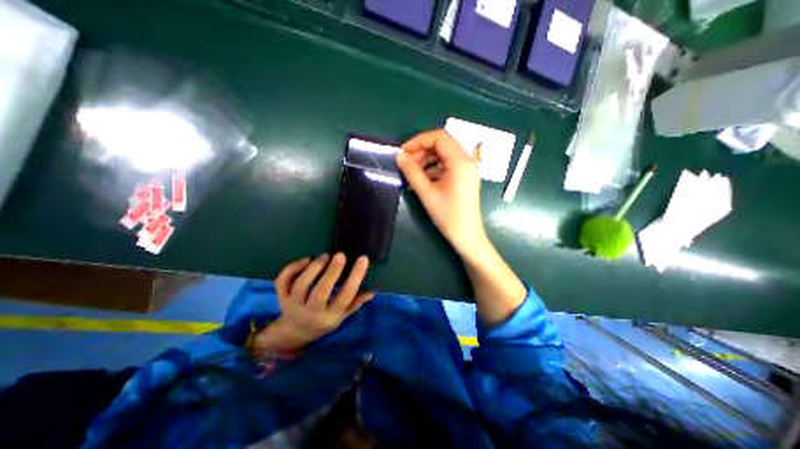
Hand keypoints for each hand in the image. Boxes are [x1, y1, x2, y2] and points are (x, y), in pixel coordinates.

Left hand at [253, 253, 371, 353]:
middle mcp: (311, 312)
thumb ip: (355, 304)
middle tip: (341, 255)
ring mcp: (293, 305)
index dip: (355, 277)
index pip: (345, 296)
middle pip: (321, 291)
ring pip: (301, 284)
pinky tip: (306, 259)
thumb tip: (372, 292)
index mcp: (330, 316)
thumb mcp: (341, 317)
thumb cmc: (322, 323)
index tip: (363, 259)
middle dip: (332, 271)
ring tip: (325, 255)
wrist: (294, 334)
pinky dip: (292, 268)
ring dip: (314, 267)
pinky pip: (283, 281)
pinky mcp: (281, 297)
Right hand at [394, 129, 487, 255]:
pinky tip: (421, 182)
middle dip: (421, 152)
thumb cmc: (448, 216)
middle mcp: (467, 161)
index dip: (418, 141)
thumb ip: (412, 172)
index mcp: (461, 162)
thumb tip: (399, 155)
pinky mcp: (464, 177)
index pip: (439, 137)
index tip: (403, 152)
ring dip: (426, 162)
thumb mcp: (427, 193)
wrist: (467, 236)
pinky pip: (446, 166)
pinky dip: (432, 170)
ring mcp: (467, 169)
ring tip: (412, 176)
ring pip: (443, 155)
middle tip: (406, 165)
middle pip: (441, 145)